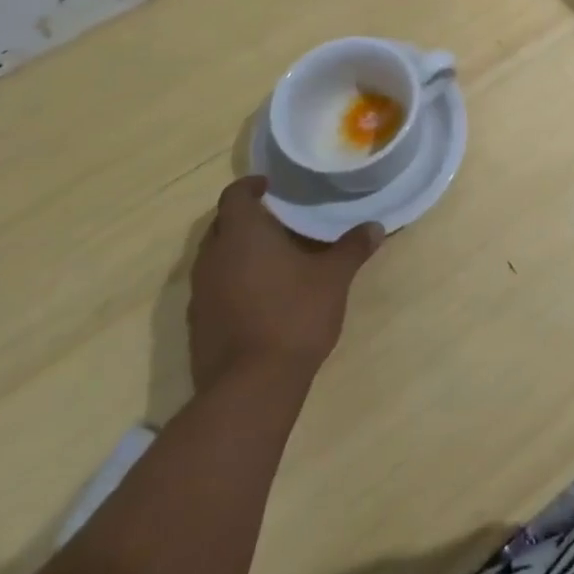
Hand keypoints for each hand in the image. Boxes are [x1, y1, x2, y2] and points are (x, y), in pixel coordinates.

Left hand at [188, 177, 382, 391]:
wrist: (251, 387)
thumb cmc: (293, 316)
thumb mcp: (334, 278)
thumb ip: (352, 248)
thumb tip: (375, 227)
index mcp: (242, 234)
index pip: (235, 195)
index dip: (250, 185)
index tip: (269, 185)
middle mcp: (213, 257)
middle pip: (221, 224)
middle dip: (245, 218)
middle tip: (277, 219)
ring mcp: (200, 293)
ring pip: (215, 257)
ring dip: (237, 251)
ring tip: (272, 256)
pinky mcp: (198, 324)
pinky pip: (213, 287)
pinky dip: (232, 281)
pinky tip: (260, 295)